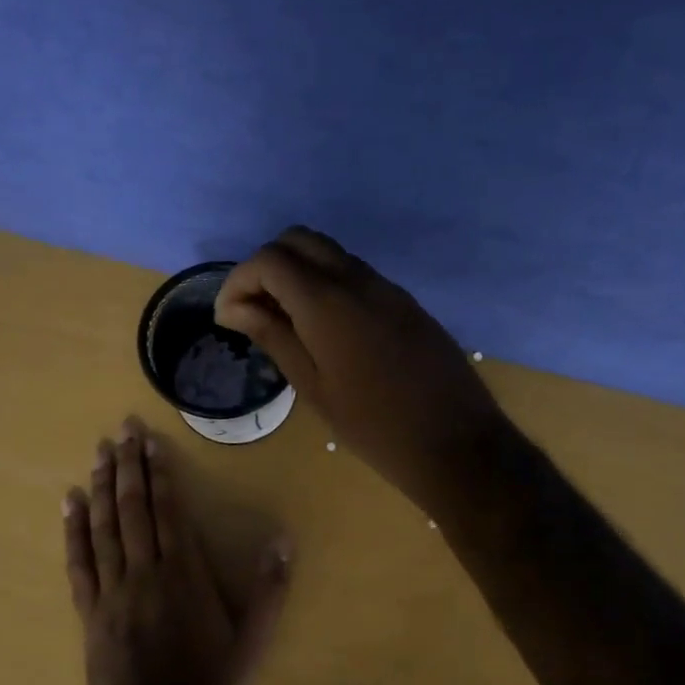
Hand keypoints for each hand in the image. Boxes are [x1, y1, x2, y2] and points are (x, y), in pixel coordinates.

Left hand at [63, 418, 290, 684]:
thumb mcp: (253, 643)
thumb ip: (270, 590)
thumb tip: (282, 540)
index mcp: (183, 576)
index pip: (167, 511)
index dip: (158, 473)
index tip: (150, 441)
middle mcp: (144, 574)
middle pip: (132, 509)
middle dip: (127, 467)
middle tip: (120, 430)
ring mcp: (111, 593)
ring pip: (103, 528)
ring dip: (101, 487)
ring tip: (99, 453)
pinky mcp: (90, 615)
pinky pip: (79, 564)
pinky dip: (73, 531)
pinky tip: (70, 504)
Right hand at [215, 227, 515, 519]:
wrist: (456, 443)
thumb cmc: (374, 427)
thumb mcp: (313, 387)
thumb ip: (274, 337)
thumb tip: (234, 308)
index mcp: (328, 302)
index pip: (270, 260)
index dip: (239, 281)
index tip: (228, 318)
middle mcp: (358, 280)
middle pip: (299, 241)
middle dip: (267, 266)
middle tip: (255, 310)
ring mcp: (387, 287)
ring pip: (330, 254)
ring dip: (298, 273)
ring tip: (286, 321)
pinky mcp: (406, 302)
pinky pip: (356, 274)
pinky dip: (327, 284)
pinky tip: (325, 329)